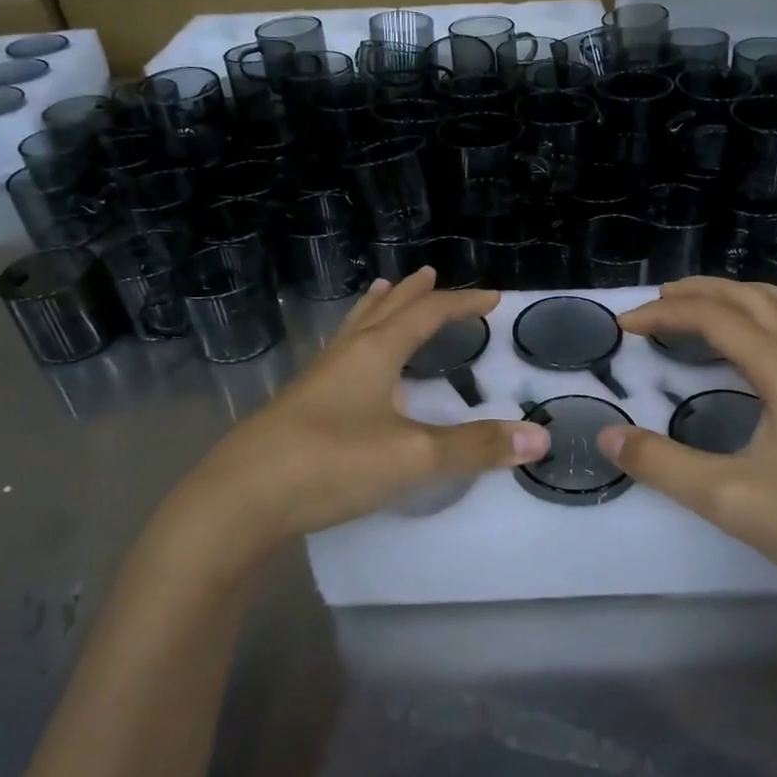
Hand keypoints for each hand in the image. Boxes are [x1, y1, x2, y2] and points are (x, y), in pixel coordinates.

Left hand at [170, 269, 549, 558]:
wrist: (238, 502)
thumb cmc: (331, 463)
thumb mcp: (413, 456)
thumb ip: (475, 447)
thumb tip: (538, 438)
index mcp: (374, 352)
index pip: (426, 314)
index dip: (461, 304)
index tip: (492, 298)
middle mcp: (344, 356)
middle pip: (384, 311)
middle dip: (412, 294)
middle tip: (430, 274)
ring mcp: (316, 382)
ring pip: (353, 331)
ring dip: (376, 310)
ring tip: (383, 294)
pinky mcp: (299, 409)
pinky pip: (338, 359)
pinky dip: (356, 345)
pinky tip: (350, 368)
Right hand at [601, 277, 776, 593]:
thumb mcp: (727, 498)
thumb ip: (662, 464)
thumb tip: (608, 436)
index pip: (716, 318)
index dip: (665, 314)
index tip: (625, 326)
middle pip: (755, 299)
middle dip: (702, 291)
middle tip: (659, 301)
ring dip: (747, 295)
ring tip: (714, 305)